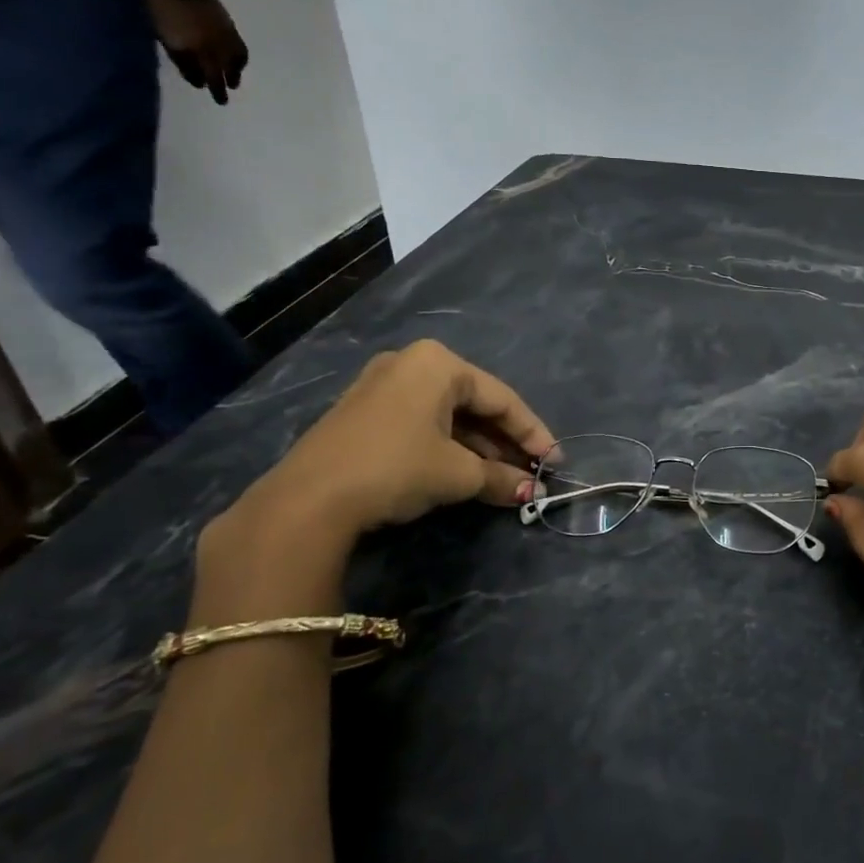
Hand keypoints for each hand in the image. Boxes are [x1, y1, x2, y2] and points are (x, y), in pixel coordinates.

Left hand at [147, 0, 248, 103]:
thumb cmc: (164, 8)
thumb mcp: (166, 37)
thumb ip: (182, 60)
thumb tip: (196, 78)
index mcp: (202, 53)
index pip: (210, 78)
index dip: (210, 87)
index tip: (210, 93)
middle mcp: (220, 49)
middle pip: (226, 73)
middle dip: (225, 85)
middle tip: (225, 95)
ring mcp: (227, 38)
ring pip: (237, 62)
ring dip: (235, 72)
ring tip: (233, 77)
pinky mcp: (230, 27)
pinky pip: (240, 49)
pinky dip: (239, 58)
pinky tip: (234, 57)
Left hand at [242, 342, 554, 542]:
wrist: (308, 499)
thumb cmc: (397, 467)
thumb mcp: (458, 474)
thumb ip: (500, 477)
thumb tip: (529, 491)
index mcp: (438, 364)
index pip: (501, 398)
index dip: (533, 433)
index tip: (555, 461)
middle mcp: (411, 364)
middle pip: (474, 404)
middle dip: (505, 442)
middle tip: (531, 471)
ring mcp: (382, 386)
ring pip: (448, 416)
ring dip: (479, 448)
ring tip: (504, 478)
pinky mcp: (364, 413)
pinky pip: (422, 423)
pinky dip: (448, 447)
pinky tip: (466, 473)